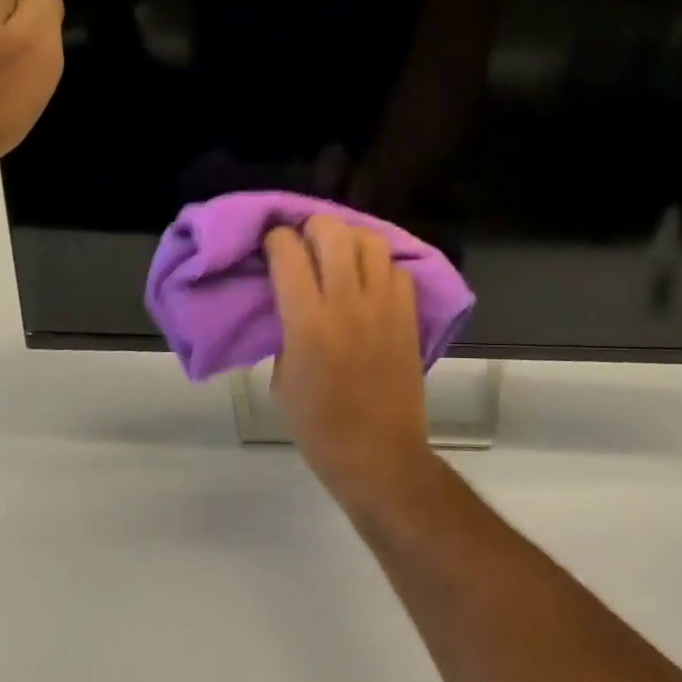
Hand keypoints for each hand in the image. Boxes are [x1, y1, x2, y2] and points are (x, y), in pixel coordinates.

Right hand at [265, 217, 431, 508]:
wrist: (379, 455)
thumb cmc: (320, 427)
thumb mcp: (282, 380)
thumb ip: (286, 332)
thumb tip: (292, 302)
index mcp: (308, 322)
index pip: (288, 253)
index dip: (276, 239)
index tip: (272, 244)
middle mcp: (348, 302)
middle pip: (333, 232)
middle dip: (313, 226)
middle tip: (306, 241)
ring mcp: (384, 306)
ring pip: (371, 241)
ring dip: (351, 239)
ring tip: (341, 255)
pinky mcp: (409, 315)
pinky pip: (397, 269)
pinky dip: (381, 267)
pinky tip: (370, 282)